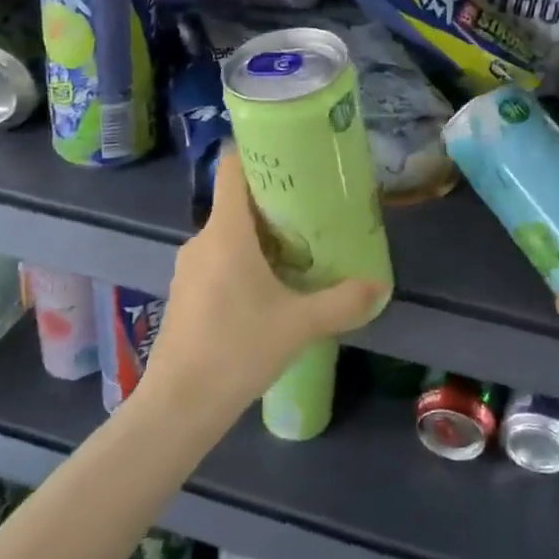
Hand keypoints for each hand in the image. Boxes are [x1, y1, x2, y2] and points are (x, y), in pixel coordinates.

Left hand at [141, 151, 385, 414]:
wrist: (178, 406)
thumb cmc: (237, 350)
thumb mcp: (299, 325)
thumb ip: (343, 302)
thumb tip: (380, 287)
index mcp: (225, 232)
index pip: (232, 168)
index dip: (258, 152)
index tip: (293, 157)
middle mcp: (202, 240)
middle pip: (236, 201)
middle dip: (274, 200)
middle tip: (314, 208)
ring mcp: (189, 268)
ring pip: (228, 234)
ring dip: (261, 234)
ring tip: (300, 246)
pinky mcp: (186, 294)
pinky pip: (219, 260)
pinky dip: (244, 260)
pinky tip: (270, 286)